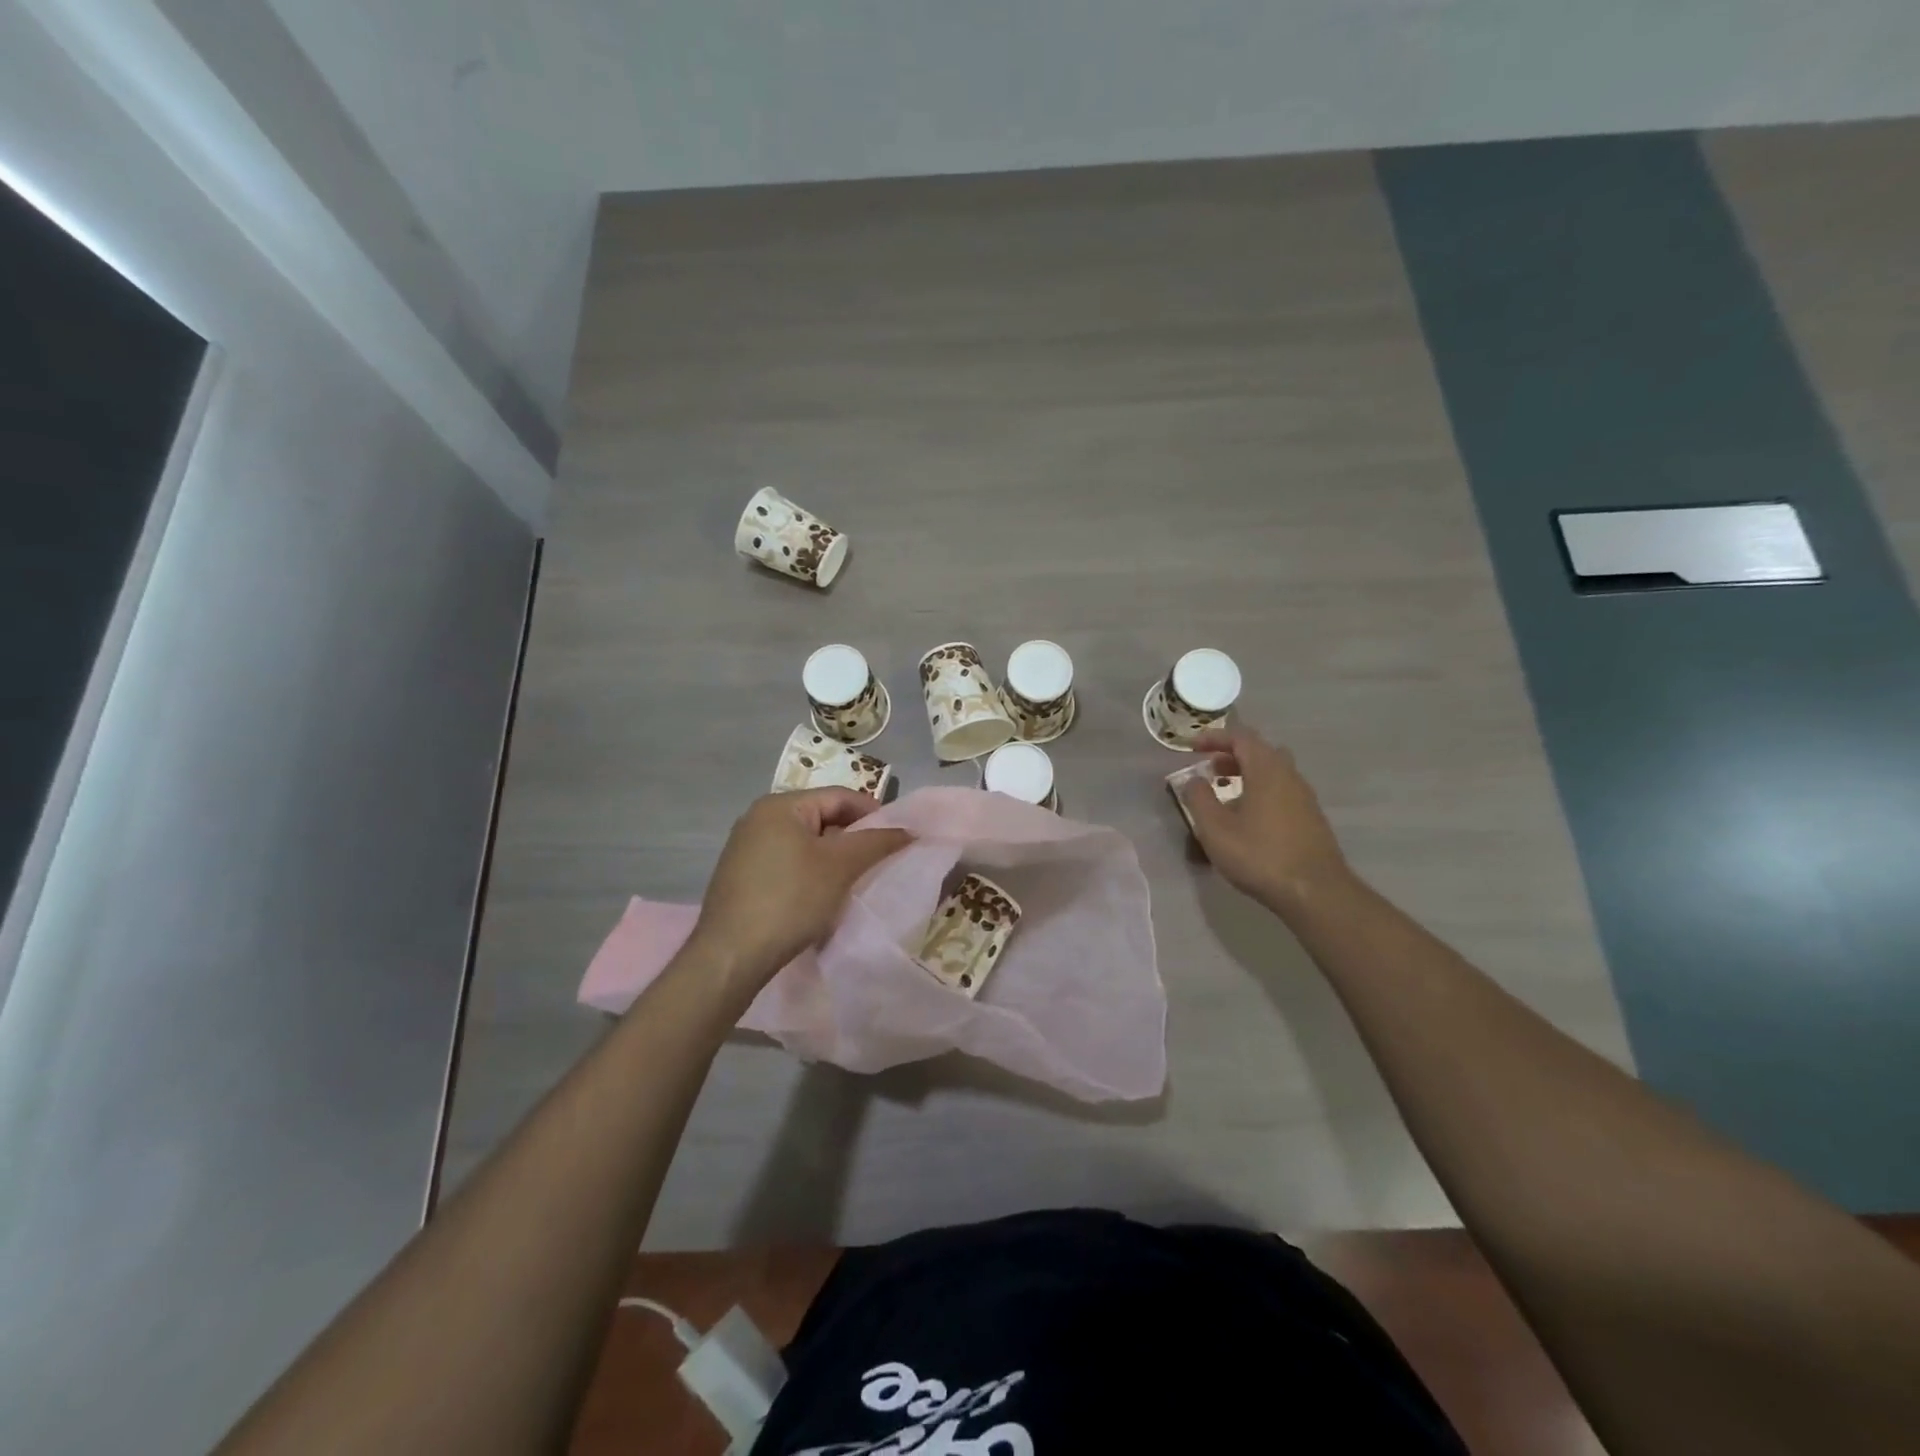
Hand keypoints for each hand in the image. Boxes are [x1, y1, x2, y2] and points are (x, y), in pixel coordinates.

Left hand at [690, 788, 910, 992]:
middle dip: (853, 838)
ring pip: (805, 843)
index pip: (839, 796)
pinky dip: (810, 874)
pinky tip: (821, 898)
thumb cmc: (790, 899)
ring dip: (832, 859)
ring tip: (854, 882)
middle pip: (821, 817)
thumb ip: (876, 842)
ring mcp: (745, 848)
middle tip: (878, 862)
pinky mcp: (741, 877)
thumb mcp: (840, 867)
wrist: (731, 956)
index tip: (897, 838)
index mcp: (779, 805)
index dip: (873, 813)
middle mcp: (758, 818)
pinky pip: (787, 864)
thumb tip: (908, 830)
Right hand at [1179, 725, 1353, 914]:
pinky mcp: (1311, 817)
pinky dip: (1260, 790)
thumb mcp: (1215, 829)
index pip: (1240, 737)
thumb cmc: (1260, 856)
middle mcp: (1289, 775)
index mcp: (1266, 770)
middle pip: (1260, 751)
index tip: (1191, 747)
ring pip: (1273, 771)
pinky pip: (1281, 790)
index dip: (1214, 737)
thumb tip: (1192, 779)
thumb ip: (1199, 799)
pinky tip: (1247, 817)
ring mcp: (1304, 797)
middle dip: (1232, 754)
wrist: (1316, 892)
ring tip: (1224, 792)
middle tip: (1209, 768)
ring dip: (1247, 773)